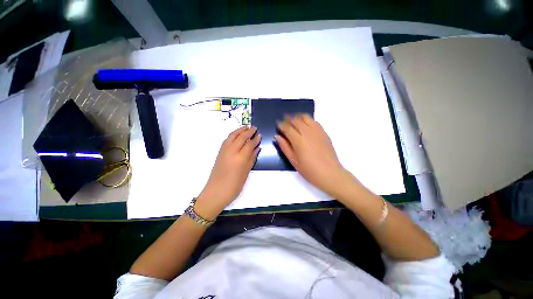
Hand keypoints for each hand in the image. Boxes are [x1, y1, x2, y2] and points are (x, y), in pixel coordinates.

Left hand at [195, 126, 260, 218]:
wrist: (216, 192)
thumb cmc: (234, 186)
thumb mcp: (246, 172)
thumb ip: (252, 158)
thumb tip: (257, 148)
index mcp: (240, 158)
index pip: (249, 144)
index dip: (255, 139)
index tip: (260, 135)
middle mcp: (231, 151)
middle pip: (241, 137)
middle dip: (249, 131)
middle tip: (255, 127)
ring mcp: (224, 150)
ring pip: (232, 135)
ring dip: (240, 130)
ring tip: (246, 127)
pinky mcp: (219, 152)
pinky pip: (227, 139)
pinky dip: (233, 134)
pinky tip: (236, 134)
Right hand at [275, 114, 351, 197]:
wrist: (329, 173)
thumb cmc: (309, 170)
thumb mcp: (293, 160)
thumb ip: (284, 147)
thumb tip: (277, 137)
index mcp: (298, 140)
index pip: (287, 127)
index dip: (281, 124)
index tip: (278, 124)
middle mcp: (307, 132)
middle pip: (296, 120)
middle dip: (288, 119)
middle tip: (284, 121)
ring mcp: (317, 131)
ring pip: (306, 118)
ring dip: (298, 117)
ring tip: (294, 120)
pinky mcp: (324, 133)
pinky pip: (314, 121)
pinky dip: (308, 120)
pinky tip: (306, 124)